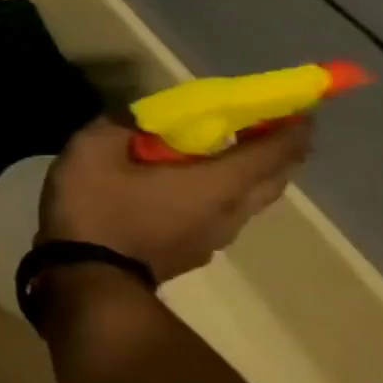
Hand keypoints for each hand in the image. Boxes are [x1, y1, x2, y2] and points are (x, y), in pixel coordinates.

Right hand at [39, 117, 312, 282]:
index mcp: (218, 181)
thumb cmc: (97, 207)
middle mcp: (232, 210)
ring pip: (249, 200)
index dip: (292, 125)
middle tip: (257, 128)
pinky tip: (183, 193)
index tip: (295, 106)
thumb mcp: (91, 151)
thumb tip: (137, 116)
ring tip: (216, 159)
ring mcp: (215, 237)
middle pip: (274, 177)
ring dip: (246, 176)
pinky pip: (221, 217)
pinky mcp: (193, 253)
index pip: (277, 149)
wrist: (87, 276)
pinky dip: (218, 197)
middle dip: (275, 151)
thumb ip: (118, 125)